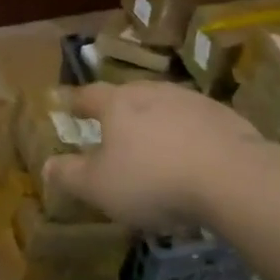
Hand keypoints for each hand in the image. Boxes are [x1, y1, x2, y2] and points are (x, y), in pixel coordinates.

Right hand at [42, 83, 262, 230]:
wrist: (232, 177)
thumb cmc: (153, 180)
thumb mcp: (99, 187)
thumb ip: (70, 175)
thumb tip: (47, 164)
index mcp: (118, 104)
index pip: (89, 95)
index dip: (77, 102)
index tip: (68, 104)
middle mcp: (153, 92)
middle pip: (129, 95)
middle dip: (119, 110)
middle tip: (113, 127)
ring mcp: (192, 101)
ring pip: (165, 107)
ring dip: (156, 123)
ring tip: (155, 148)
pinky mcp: (224, 117)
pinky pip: (196, 124)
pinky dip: (188, 137)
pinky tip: (192, 159)